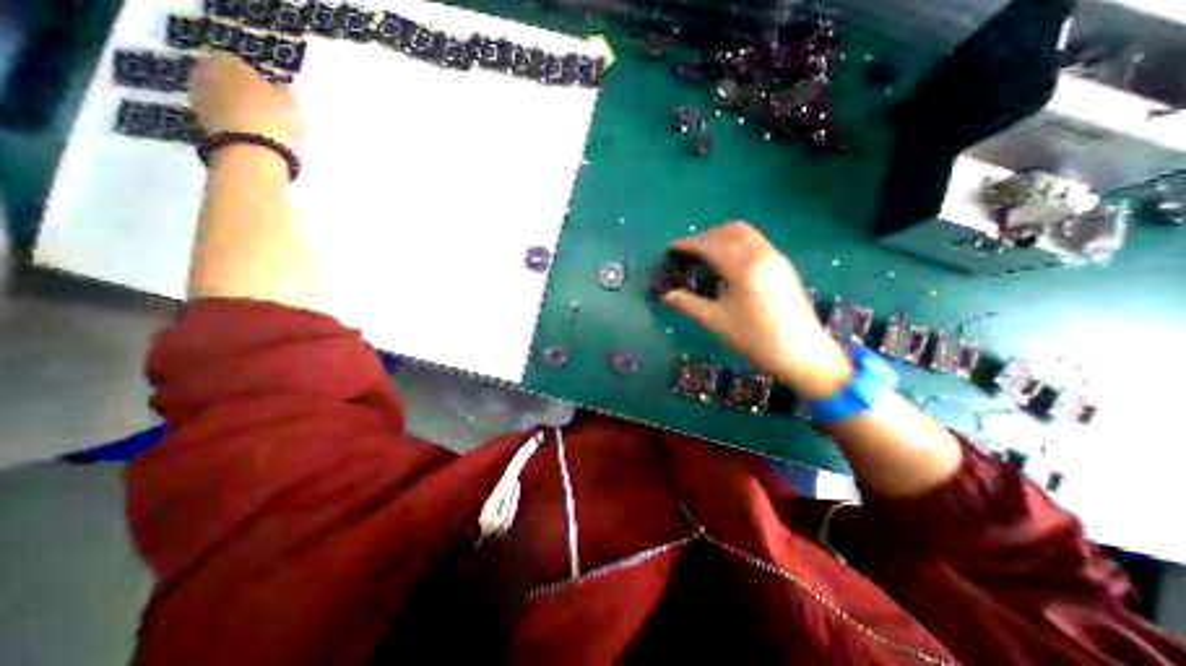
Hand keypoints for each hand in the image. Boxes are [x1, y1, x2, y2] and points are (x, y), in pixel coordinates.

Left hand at [187, 53, 301, 147]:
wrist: (250, 152)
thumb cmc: (272, 120)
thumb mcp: (290, 104)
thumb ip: (284, 93)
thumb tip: (282, 89)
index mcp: (226, 60)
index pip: (242, 64)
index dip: (261, 80)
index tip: (277, 97)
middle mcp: (203, 71)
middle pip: (228, 81)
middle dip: (246, 94)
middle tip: (271, 112)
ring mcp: (197, 97)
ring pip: (223, 100)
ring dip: (239, 111)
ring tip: (265, 129)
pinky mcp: (199, 121)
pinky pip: (222, 119)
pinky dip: (235, 126)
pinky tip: (254, 139)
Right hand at [665, 224, 853, 398]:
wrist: (803, 353)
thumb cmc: (756, 339)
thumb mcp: (717, 322)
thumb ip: (689, 304)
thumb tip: (666, 296)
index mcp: (743, 268)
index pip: (711, 245)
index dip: (689, 244)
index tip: (672, 249)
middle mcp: (761, 255)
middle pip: (728, 231)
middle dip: (705, 237)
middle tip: (687, 253)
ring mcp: (775, 258)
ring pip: (745, 234)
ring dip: (721, 238)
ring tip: (705, 256)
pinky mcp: (783, 266)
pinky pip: (755, 242)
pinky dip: (736, 244)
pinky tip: (728, 263)